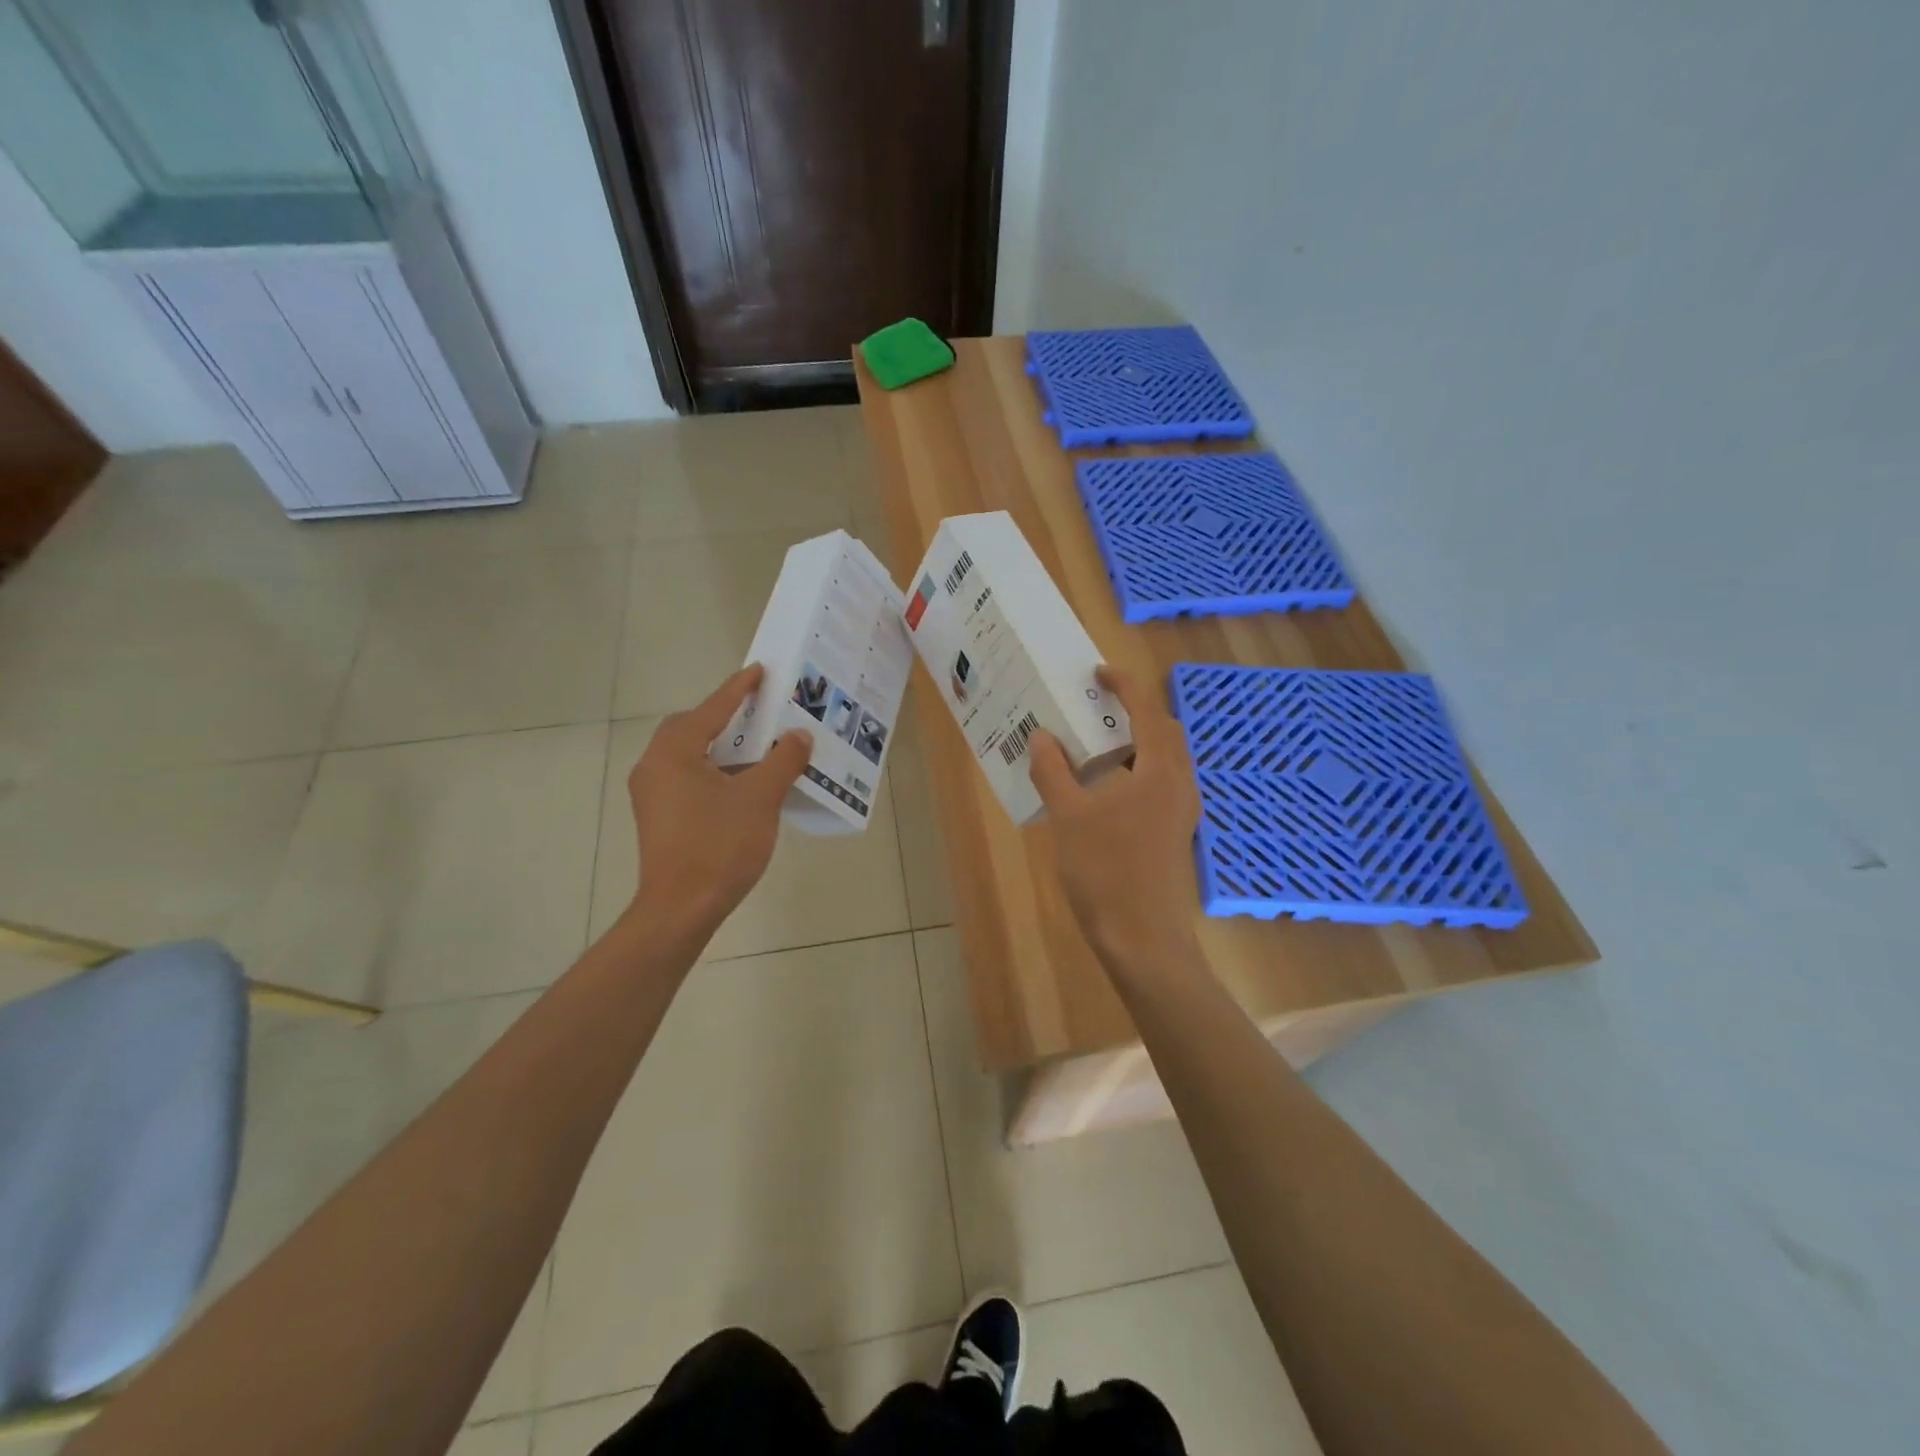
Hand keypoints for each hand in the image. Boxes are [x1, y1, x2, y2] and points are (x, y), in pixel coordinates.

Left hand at [625, 665, 811, 941]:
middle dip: (725, 717)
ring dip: (721, 747)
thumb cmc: (719, 846)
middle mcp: (655, 766)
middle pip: (692, 728)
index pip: (711, 709)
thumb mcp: (760, 798)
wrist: (681, 909)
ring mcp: (652, 794)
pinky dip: (714, 771)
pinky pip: (688, 778)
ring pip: (689, 755)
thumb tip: (798, 735)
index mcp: (674, 752)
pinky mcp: (658, 817)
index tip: (759, 671)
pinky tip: (741, 785)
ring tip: (757, 747)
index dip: (738, 689)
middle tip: (759, 713)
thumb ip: (782, 760)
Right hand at [1029, 666, 1202, 973]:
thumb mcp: (1069, 818)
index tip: (1097, 673)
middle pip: (1165, 730)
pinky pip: (1162, 783)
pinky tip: (1107, 790)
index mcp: (1159, 771)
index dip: (1124, 685)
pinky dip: (1139, 769)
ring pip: (1166, 759)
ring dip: (1137, 741)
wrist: (1143, 939)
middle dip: (1135, 710)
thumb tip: (1041, 736)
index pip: (1147, 710)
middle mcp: (1179, 784)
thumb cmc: (1106, 872)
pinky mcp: (1176, 832)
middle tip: (1097, 707)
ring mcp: (1182, 811)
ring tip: (1097, 744)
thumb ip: (1053, 772)